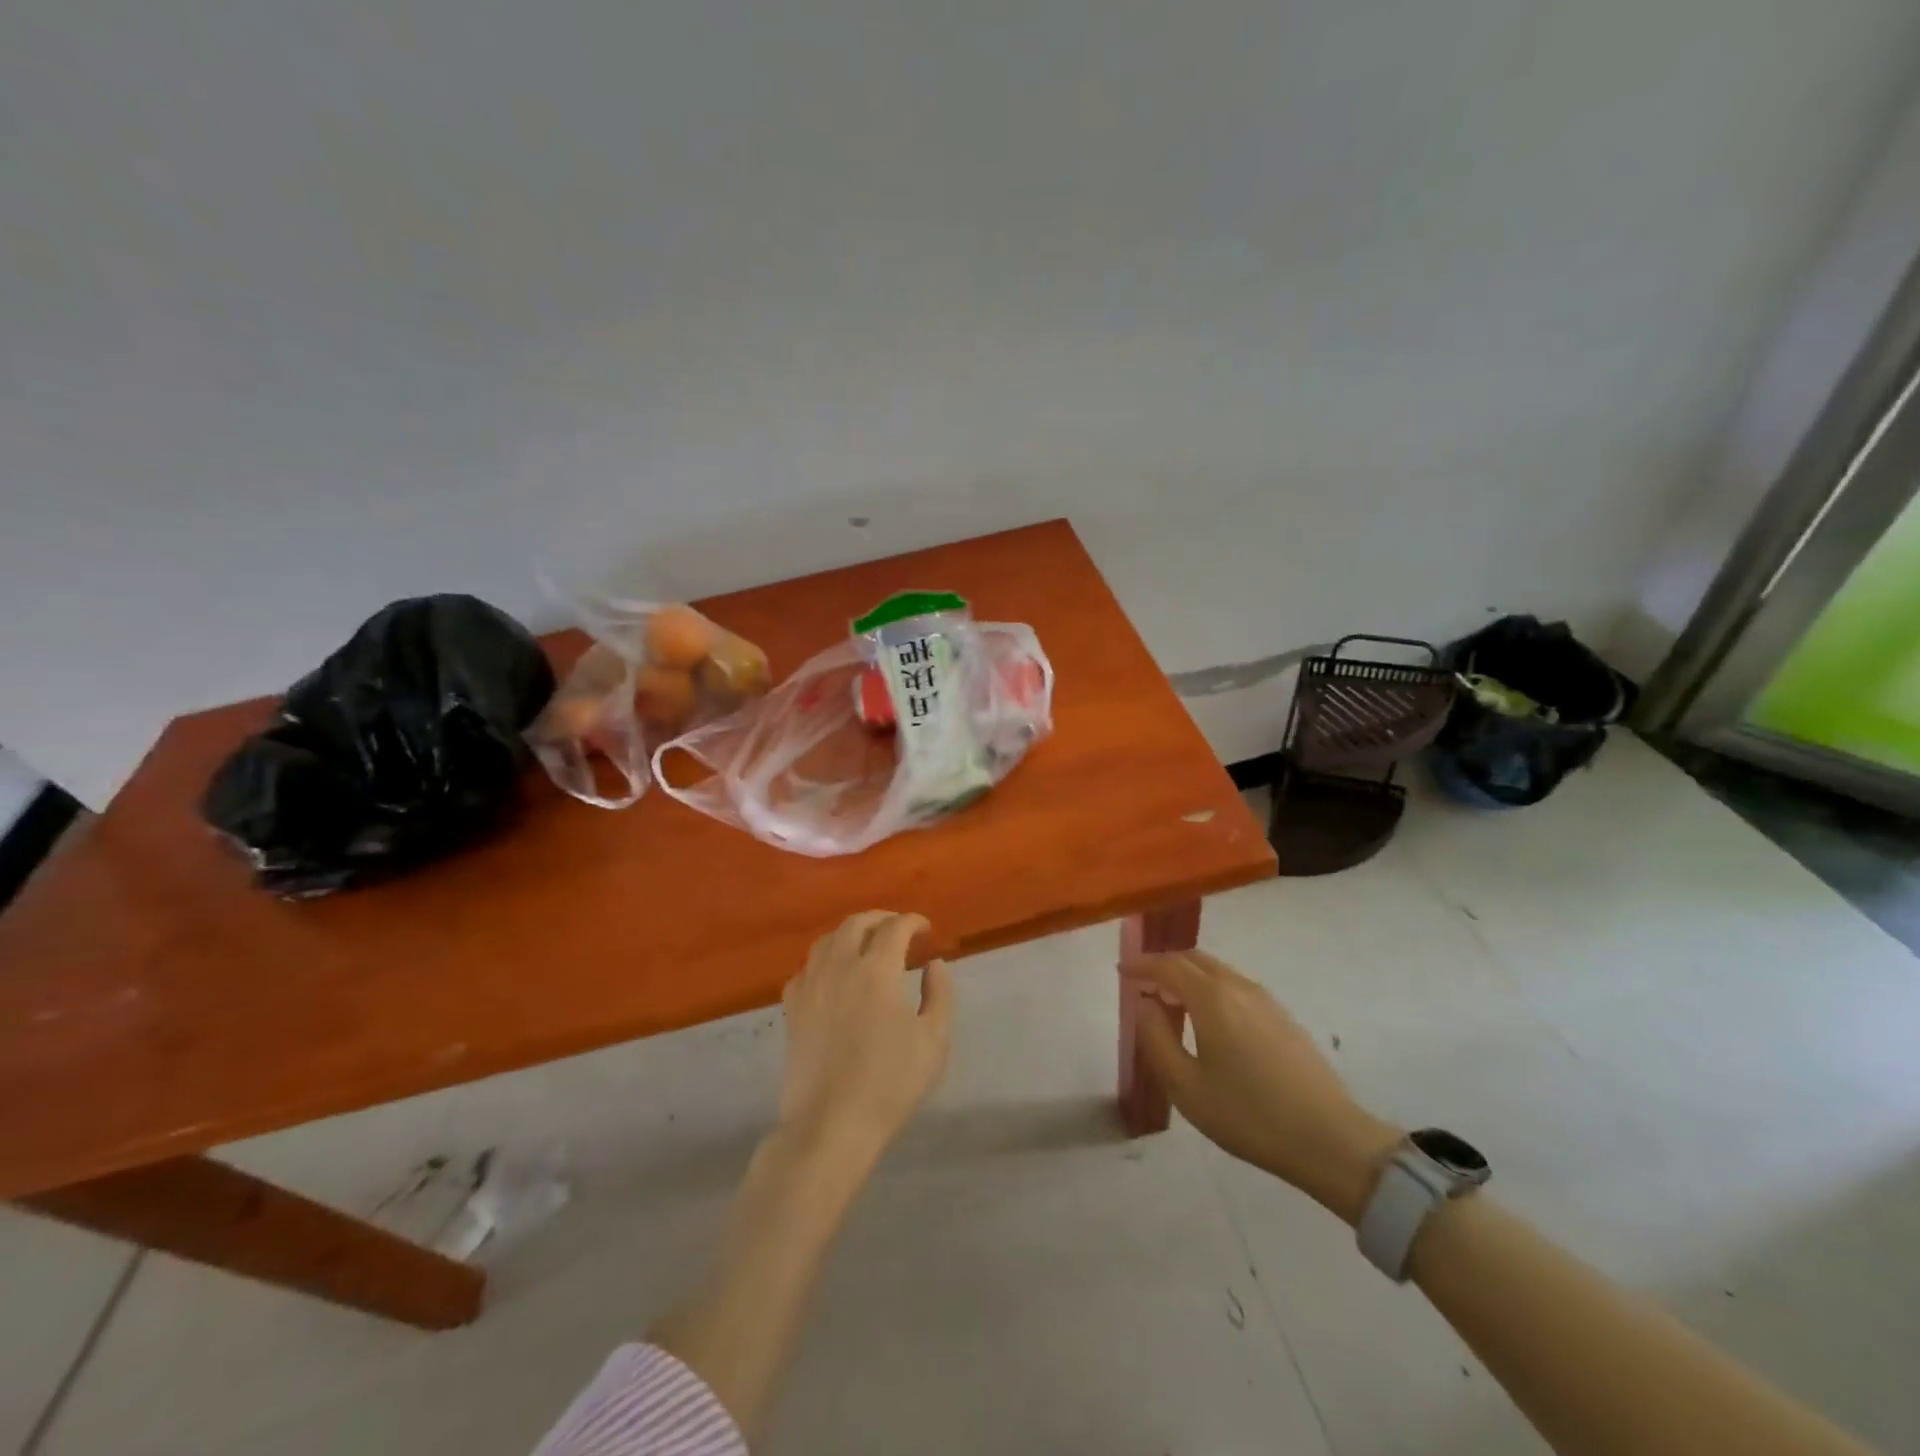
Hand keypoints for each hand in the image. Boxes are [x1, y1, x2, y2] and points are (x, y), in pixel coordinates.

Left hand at [779, 911, 953, 1164]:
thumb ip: (939, 995)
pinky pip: (806, 968)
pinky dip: (823, 960)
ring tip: (865, 943)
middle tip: (898, 928)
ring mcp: (810, 986)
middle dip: (880, 918)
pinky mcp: (792, 1009)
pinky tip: (831, 974)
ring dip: (850, 933)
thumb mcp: (933, 1040)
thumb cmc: (889, 1083)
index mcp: (875, 970)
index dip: (912, 921)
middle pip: (856, 924)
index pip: (894, 928)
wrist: (830, 1124)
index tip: (926, 929)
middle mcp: (839, 967)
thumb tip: (934, 965)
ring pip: (826, 940)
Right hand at [1125, 949, 1400, 1223]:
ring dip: (1188, 976)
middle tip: (1142, 983)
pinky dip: (1210, 988)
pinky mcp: (1282, 1016)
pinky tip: (1207, 1020)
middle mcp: (1238, 986)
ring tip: (1170, 1002)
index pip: (1167, 965)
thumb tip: (1144, 1005)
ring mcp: (1265, 999)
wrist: (1329, 1139)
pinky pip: (1235, 986)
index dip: (1141, 965)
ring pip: (1217, 971)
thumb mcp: (1186, 1086)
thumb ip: (1156, 1039)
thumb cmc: (1248, 1114)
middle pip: (1194, 959)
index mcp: (1211, 997)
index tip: (1121, 971)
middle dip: (1164, 965)